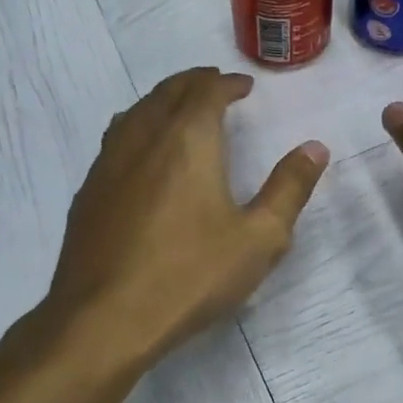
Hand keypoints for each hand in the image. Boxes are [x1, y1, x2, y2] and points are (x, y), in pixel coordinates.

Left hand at [47, 68, 327, 364]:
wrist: (104, 318)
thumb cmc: (189, 275)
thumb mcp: (258, 239)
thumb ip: (289, 188)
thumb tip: (315, 148)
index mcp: (187, 139)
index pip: (206, 91)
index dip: (228, 83)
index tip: (244, 87)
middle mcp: (143, 137)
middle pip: (168, 92)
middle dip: (194, 83)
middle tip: (215, 87)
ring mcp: (108, 163)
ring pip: (136, 112)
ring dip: (163, 101)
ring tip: (180, 111)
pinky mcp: (87, 191)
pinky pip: (116, 139)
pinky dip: (138, 128)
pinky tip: (143, 156)